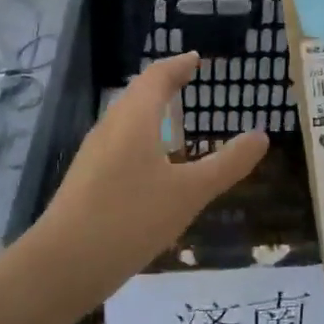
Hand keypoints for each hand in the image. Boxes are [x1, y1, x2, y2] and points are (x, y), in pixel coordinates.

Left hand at [39, 52, 268, 286]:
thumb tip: (261, 136)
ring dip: (150, 112)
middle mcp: (110, 127)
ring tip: (173, 120)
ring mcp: (94, 154)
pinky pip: (118, 144)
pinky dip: (140, 139)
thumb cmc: (130, 218)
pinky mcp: (86, 180)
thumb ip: (226, 164)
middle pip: (137, 94)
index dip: (177, 66)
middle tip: (187, 82)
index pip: (157, 77)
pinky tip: (151, 166)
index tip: (195, 59)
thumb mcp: (189, 193)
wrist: (62, 265)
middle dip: (163, 85)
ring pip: (125, 120)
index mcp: (134, 119)